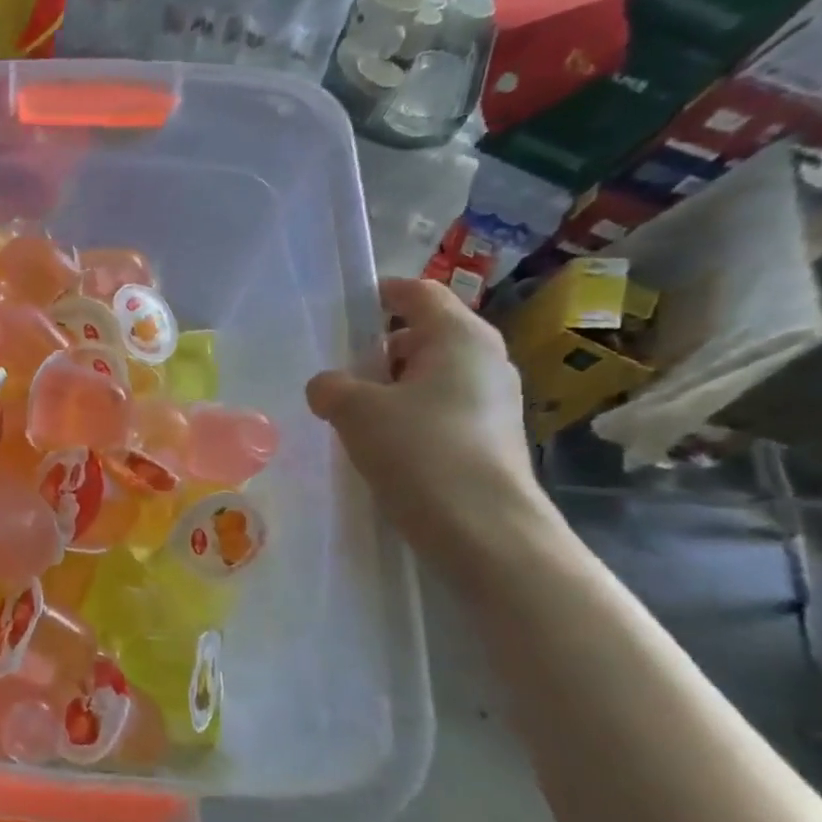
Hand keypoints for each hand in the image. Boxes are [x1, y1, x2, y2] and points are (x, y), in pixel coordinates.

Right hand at [307, 277, 551, 559]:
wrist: (482, 528)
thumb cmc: (419, 451)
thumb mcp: (355, 410)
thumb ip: (331, 386)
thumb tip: (327, 385)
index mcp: (459, 336)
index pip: (419, 293)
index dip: (381, 294)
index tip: (347, 308)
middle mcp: (485, 359)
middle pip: (425, 334)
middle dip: (380, 348)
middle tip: (340, 372)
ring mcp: (494, 400)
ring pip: (431, 375)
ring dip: (392, 386)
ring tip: (353, 414)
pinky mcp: (490, 437)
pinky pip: (441, 408)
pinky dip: (409, 414)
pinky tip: (382, 444)